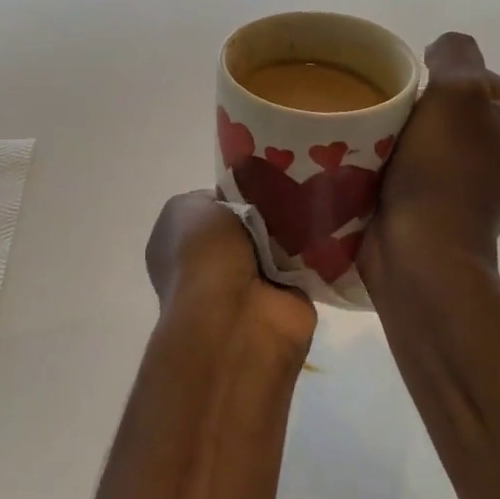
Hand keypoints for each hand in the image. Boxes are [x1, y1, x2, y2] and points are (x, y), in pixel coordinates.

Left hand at [147, 192, 317, 371]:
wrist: (238, 314)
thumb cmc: (204, 255)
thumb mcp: (188, 208)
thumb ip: (212, 199)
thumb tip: (239, 207)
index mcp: (177, 244)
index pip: (209, 210)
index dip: (230, 195)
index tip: (253, 184)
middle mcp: (210, 267)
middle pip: (248, 224)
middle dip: (266, 211)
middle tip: (287, 193)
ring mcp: (249, 286)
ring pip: (277, 243)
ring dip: (291, 230)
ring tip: (306, 207)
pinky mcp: (286, 300)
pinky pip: (304, 263)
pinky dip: (314, 251)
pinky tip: (322, 230)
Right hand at [361, 32, 499, 277]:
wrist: (421, 252)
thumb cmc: (447, 171)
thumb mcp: (457, 92)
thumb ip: (455, 53)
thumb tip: (440, 52)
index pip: (477, 76)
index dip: (441, 83)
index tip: (421, 108)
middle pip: (451, 103)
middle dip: (419, 108)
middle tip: (395, 125)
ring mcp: (479, 178)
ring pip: (428, 131)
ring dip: (401, 132)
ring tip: (380, 145)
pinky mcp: (445, 200)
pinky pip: (415, 160)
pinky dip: (395, 158)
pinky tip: (377, 165)